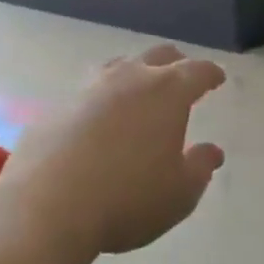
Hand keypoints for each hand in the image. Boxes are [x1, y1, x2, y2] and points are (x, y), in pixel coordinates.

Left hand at [0, 44, 225, 263]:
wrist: (45, 207)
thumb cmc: (127, 199)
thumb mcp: (179, 193)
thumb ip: (200, 167)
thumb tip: (212, 151)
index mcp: (166, 93)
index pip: (197, 72)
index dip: (211, 74)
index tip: (217, 78)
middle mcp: (128, 79)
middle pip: (158, 56)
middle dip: (176, 64)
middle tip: (183, 77)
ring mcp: (87, 89)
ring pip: (119, 66)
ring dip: (136, 73)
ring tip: (140, 91)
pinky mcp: (56, 107)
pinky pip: (88, 92)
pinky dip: (103, 99)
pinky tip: (101, 120)